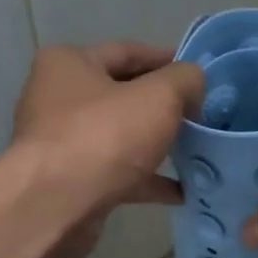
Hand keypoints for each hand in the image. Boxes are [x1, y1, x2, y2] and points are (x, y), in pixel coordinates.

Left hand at [10, 42, 202, 257]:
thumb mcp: (159, 96)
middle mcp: (58, 98)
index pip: (127, 52)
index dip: (167, 60)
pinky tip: (181, 191)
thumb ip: (185, 80)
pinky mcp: (71, 181)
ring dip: (158, 144)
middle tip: (201, 114)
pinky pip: (118, 173)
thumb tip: (193, 84)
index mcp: (69, 64)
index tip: (199, 75)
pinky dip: (148, 180)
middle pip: (123, 95)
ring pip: (122, 137)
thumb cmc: (105, 136)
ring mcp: (63, 143)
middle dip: (164, 106)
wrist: (55, 206)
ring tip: (197, 151)